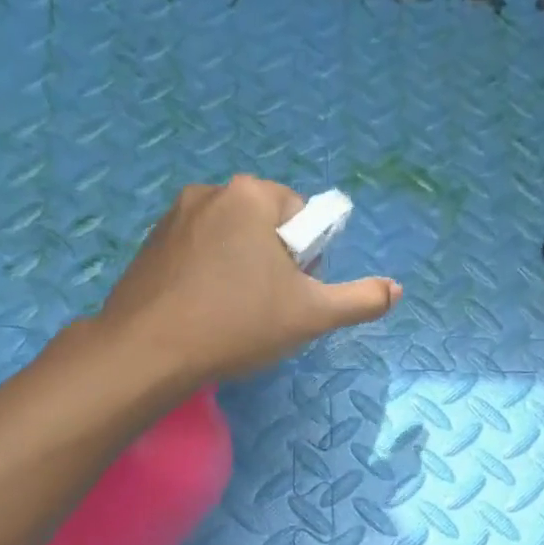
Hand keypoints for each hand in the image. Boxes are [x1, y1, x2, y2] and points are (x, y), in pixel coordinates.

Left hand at [99, 175, 400, 382]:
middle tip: (267, 308)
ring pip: (230, 239)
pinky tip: (203, 312)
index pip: (301, 216)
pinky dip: (208, 275)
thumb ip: (360, 300)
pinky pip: (197, 251)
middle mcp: (210, 192)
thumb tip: (396, 290)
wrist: (147, 353)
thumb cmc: (237, 324)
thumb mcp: (311, 316)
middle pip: (265, 224)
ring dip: (241, 268)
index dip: (307, 258)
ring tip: (233, 315)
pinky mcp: (150, 243)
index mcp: (251, 195)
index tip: (293, 294)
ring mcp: (173, 216)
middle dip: (274, 261)